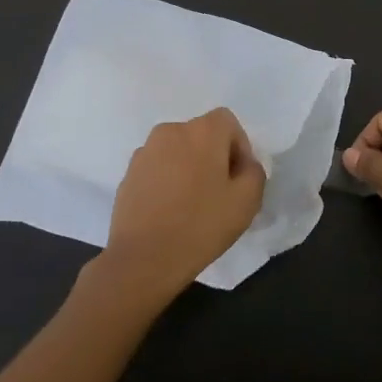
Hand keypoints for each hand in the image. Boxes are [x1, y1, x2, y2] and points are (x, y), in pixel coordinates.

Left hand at [96, 108, 265, 300]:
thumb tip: (243, 165)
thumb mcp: (247, 202)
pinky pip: (157, 167)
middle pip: (201, 135)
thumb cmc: (200, 225)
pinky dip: (167, 180)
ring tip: (192, 203)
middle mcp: (171, 131)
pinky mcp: (128, 173)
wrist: (143, 258)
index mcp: (202, 131)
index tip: (239, 178)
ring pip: (177, 151)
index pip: (228, 122)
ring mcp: (145, 151)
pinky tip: (169, 210)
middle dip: (213, 157)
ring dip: (188, 167)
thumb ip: (254, 172)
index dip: (239, 147)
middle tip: (219, 192)